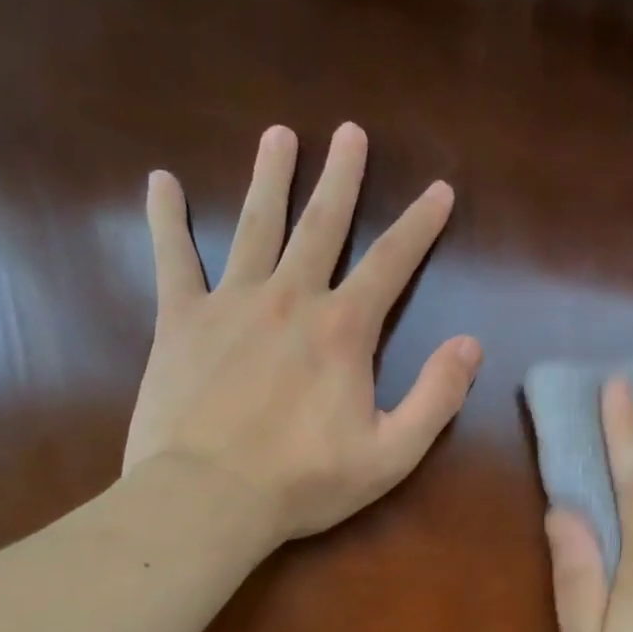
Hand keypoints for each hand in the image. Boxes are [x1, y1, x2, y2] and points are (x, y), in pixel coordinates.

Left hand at [124, 123, 480, 541]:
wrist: (207, 499)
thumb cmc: (305, 481)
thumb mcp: (392, 453)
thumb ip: (437, 397)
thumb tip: (471, 345)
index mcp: (343, 330)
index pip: (391, 263)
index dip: (420, 225)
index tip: (439, 190)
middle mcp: (290, 299)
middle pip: (321, 225)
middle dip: (342, 178)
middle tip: (350, 132)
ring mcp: (231, 303)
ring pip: (255, 226)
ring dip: (270, 178)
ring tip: (279, 136)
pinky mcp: (181, 320)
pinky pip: (173, 258)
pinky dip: (166, 219)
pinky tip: (161, 182)